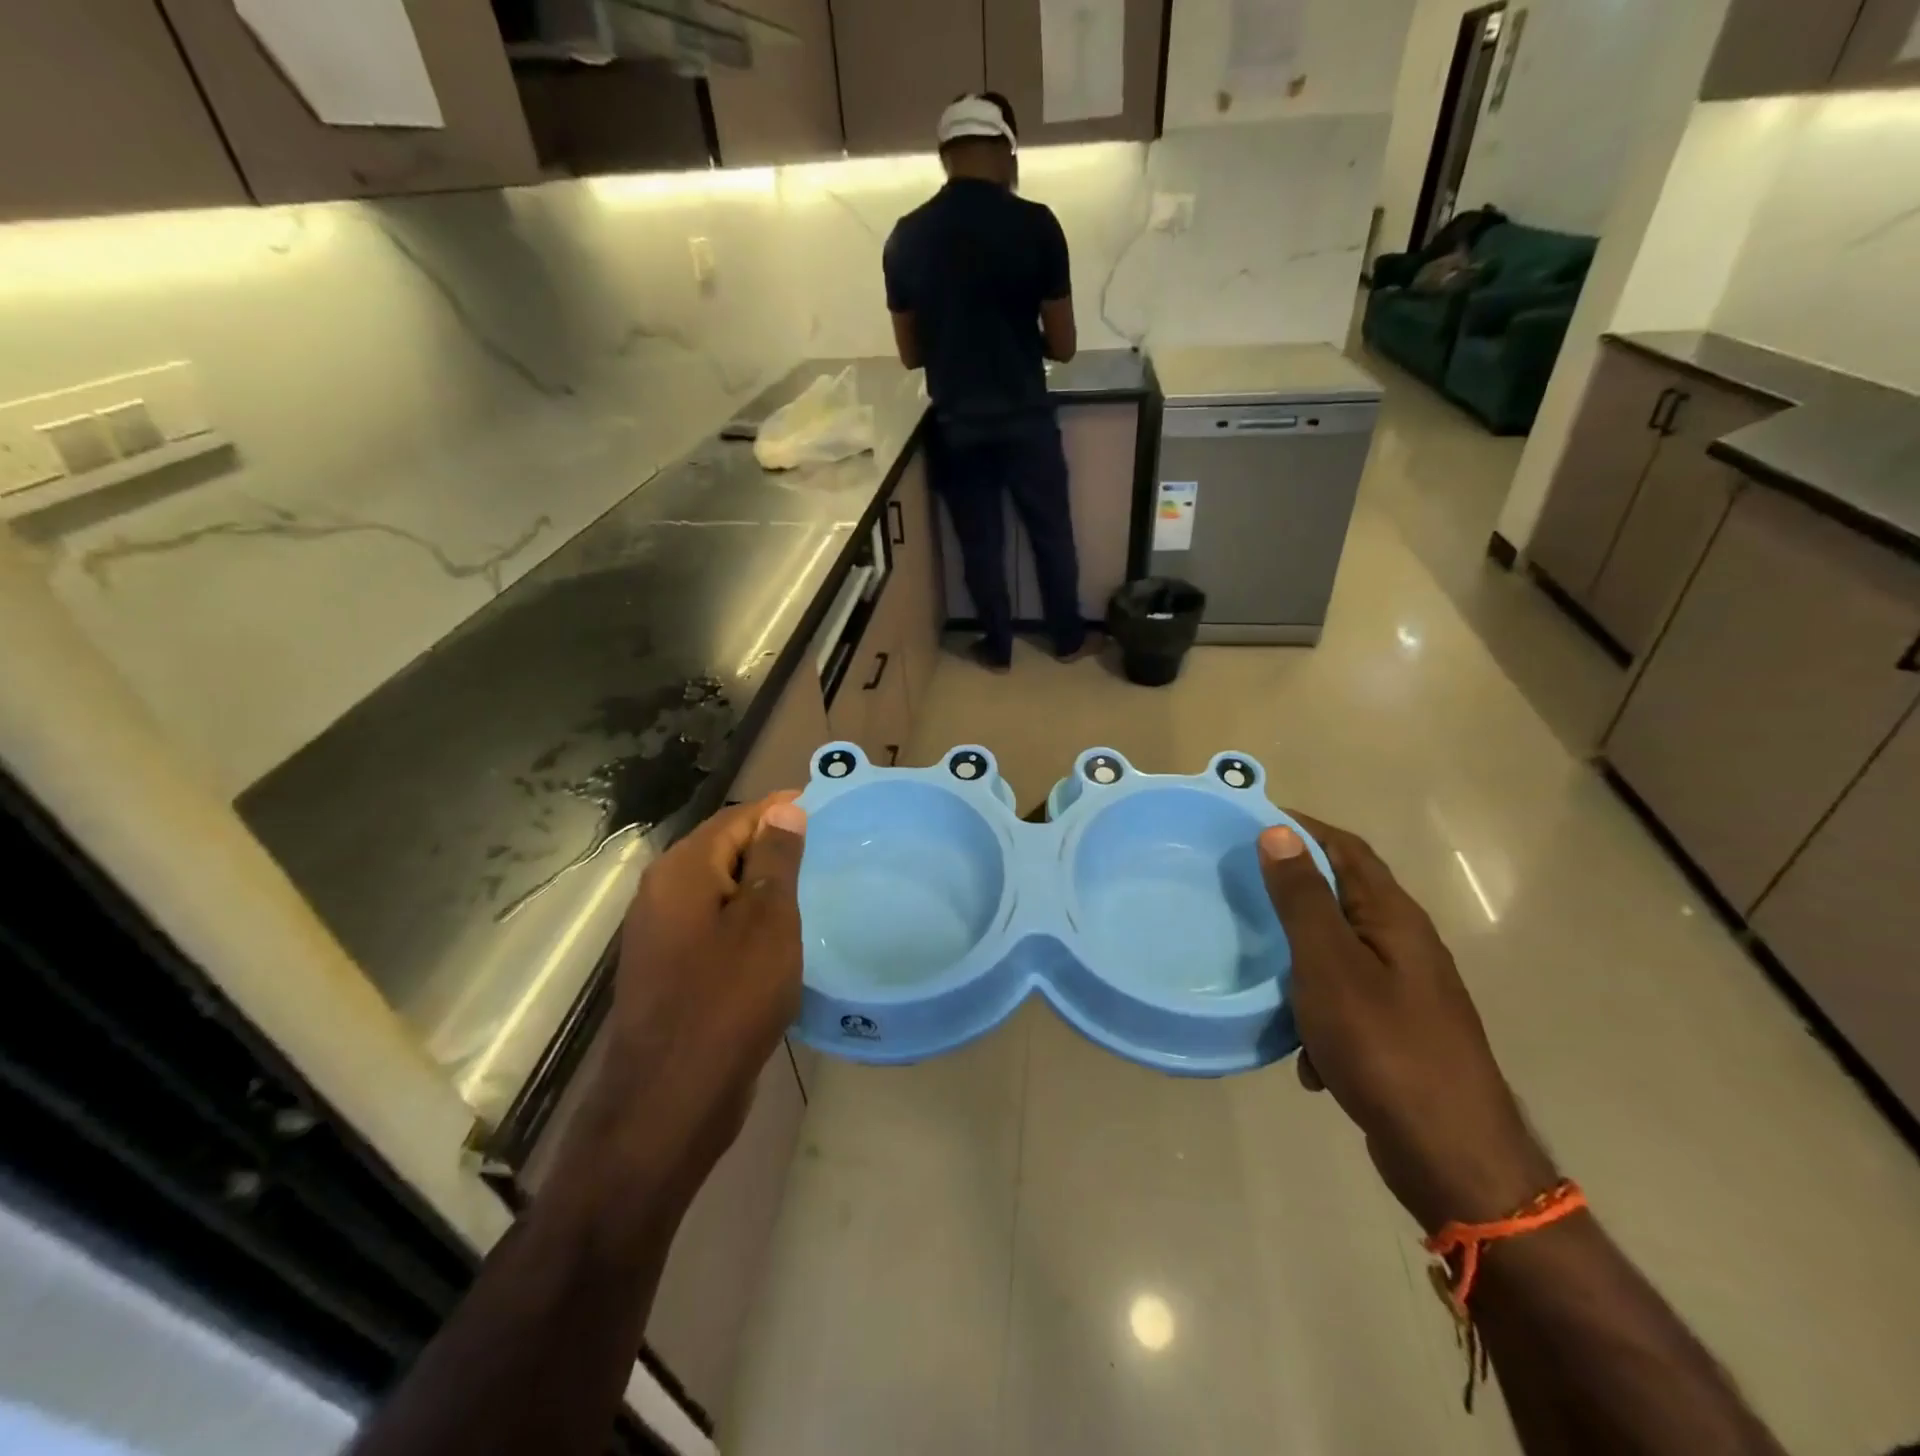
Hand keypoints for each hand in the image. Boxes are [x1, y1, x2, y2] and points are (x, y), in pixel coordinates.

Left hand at [589, 793, 808, 1198]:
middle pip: (723, 849)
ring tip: (809, 888)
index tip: (824, 808)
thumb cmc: (729, 998)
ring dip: (759, 884)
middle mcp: (662, 893)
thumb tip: (784, 811)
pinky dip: (744, 919)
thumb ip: (774, 860)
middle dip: (771, 845)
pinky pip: (712, 924)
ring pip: (719, 889)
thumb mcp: (767, 921)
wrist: (671, 1098)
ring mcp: (660, 934)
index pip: (737, 818)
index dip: (780, 810)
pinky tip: (776, 936)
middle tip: (824, 850)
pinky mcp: (668, 969)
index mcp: (682, 870)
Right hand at [1260, 816, 1555, 1230]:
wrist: (1451, 1157)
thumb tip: (1279, 832)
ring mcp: (1406, 993)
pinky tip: (1300, 1053)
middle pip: (1343, 898)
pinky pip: (1345, 1005)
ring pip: (1339, 955)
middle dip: (1293, 891)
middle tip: (1240, 888)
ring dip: (1299, 959)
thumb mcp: (1329, 965)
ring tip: (1258, 968)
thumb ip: (1303, 899)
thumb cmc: (1384, 1046)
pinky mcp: (1398, 1034)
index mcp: (1395, 919)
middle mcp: (1405, 947)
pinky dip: (1316, 1016)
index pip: (1348, 849)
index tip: (1251, 820)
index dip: (1303, 827)